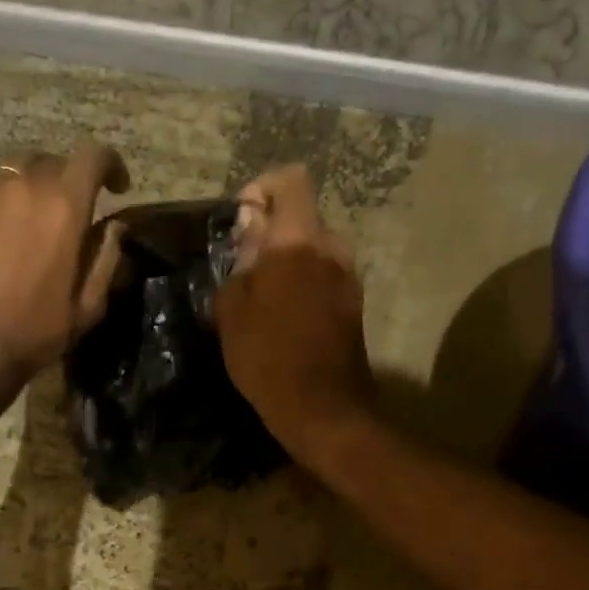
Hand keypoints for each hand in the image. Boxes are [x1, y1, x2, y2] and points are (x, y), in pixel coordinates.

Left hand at [0, 143, 128, 388]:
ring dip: (26, 199)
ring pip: (11, 181)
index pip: (93, 157)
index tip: (116, 187)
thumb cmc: (34, 333)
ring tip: (23, 235)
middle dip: (66, 182)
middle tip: (68, 216)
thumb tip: (115, 227)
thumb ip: (106, 258)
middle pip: (49, 163)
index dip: (110, 165)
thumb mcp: (88, 306)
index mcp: (63, 207)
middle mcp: (20, 188)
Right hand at [216, 164, 375, 461]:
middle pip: (301, 217)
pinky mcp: (355, 302)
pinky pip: (325, 274)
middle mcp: (332, 248)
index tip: (242, 221)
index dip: (263, 189)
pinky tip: (285, 317)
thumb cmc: (267, 358)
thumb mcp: (233, 310)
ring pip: (314, 247)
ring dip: (288, 260)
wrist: (322, 408)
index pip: (291, 181)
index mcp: (298, 242)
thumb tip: (251, 232)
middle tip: (244, 268)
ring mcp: (349, 276)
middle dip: (271, 232)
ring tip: (263, 297)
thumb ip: (242, 261)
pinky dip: (304, 281)